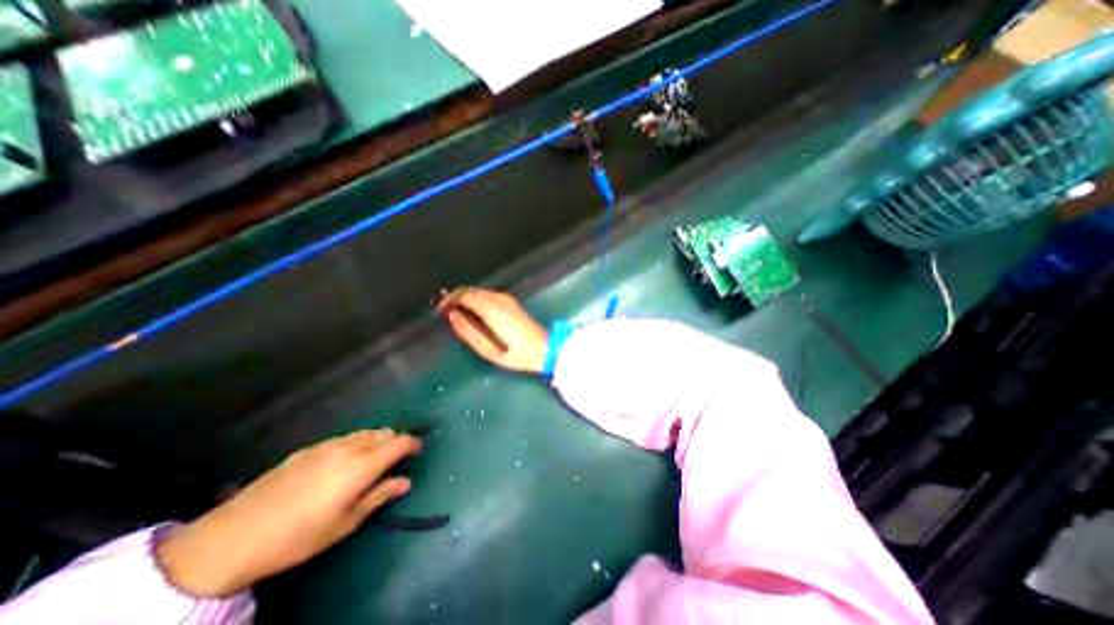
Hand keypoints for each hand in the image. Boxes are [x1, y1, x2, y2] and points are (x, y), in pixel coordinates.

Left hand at [153, 431, 419, 595]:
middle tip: (394, 459)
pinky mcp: (309, 448)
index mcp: (363, 465)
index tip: (418, 450)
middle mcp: (350, 447)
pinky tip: (343, 462)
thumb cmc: (299, 535)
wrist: (233, 537)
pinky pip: (344, 438)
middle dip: (395, 441)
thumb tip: (405, 482)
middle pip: (383, 433)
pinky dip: (355, 443)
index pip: (399, 442)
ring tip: (371, 459)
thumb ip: (379, 496)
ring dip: (376, 440)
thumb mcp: (346, 522)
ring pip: (364, 432)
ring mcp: (327, 445)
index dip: (412, 444)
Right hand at [441, 288, 551, 374]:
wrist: (544, 348)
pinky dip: (476, 300)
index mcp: (491, 308)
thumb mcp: (488, 349)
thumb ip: (468, 332)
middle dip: (455, 298)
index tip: (439, 310)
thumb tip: (452, 316)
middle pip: (470, 290)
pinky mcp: (511, 302)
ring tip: (456, 313)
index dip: (448, 300)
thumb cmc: (516, 353)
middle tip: (444, 311)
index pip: (464, 295)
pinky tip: (473, 312)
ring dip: (465, 299)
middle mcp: (498, 298)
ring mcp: (506, 298)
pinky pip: (487, 295)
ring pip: (479, 292)